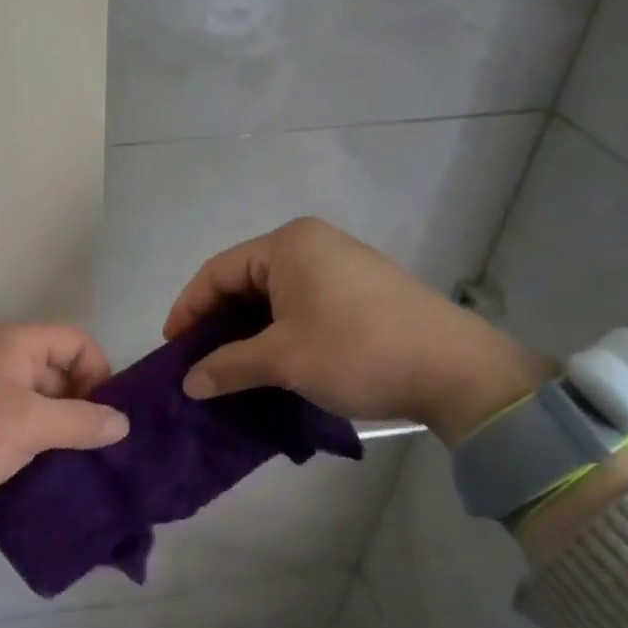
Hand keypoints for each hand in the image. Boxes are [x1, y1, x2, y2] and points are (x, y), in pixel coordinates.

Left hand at [0, 325, 129, 509]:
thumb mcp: (30, 424)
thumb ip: (81, 422)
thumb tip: (122, 423)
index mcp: (16, 344)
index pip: (77, 341)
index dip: (99, 372)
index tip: (105, 414)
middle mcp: (0, 358)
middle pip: (59, 370)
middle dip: (82, 404)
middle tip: (95, 445)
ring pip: (37, 400)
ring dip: (58, 427)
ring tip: (75, 461)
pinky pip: (15, 421)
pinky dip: (33, 439)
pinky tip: (43, 468)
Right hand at [163, 217, 554, 442]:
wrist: (454, 370)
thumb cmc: (357, 351)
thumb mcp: (283, 360)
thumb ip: (227, 366)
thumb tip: (189, 383)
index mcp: (288, 245)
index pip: (217, 272)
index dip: (188, 309)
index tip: (172, 348)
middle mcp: (312, 244)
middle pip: (243, 281)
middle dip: (216, 323)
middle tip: (198, 361)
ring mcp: (340, 266)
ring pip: (273, 297)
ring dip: (246, 332)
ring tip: (229, 368)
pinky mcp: (360, 291)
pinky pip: (300, 305)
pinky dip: (277, 332)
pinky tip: (270, 363)